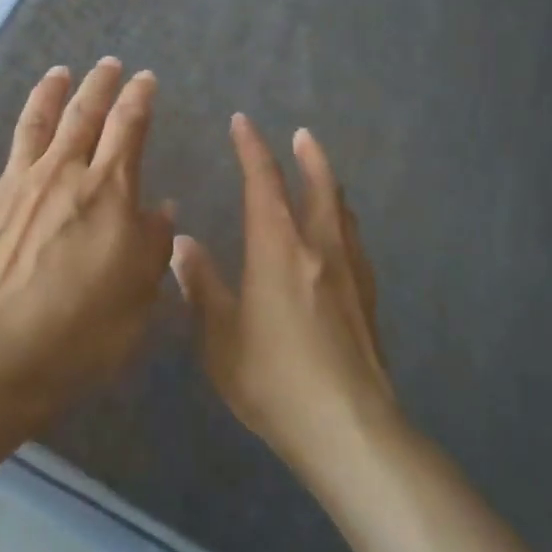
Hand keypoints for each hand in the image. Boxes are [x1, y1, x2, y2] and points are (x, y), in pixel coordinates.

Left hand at [0, 59, 174, 416]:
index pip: (127, 128)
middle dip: (97, 85)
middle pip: (81, 116)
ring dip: (45, 96)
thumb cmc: (89, 325)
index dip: (138, 98)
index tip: (145, 79)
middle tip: (107, 64)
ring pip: (30, 127)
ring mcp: (11, 189)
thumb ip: (153, 241)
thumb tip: (160, 207)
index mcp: (106, 189)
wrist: (6, 353)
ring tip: (57, 73)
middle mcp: (59, 174)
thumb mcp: (142, 288)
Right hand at [171, 115, 395, 472]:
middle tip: (301, 135)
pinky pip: (355, 242)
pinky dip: (344, 221)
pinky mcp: (367, 299)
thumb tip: (184, 244)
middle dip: (307, 157)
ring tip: (323, 175)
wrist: (348, 427)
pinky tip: (341, 237)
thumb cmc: (273, 379)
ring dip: (330, 185)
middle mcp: (319, 249)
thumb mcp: (221, 337)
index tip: (242, 123)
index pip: (264, 184)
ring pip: (341, 213)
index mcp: (278, 250)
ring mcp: (350, 273)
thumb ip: (202, 286)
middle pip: (318, 188)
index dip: (252, 150)